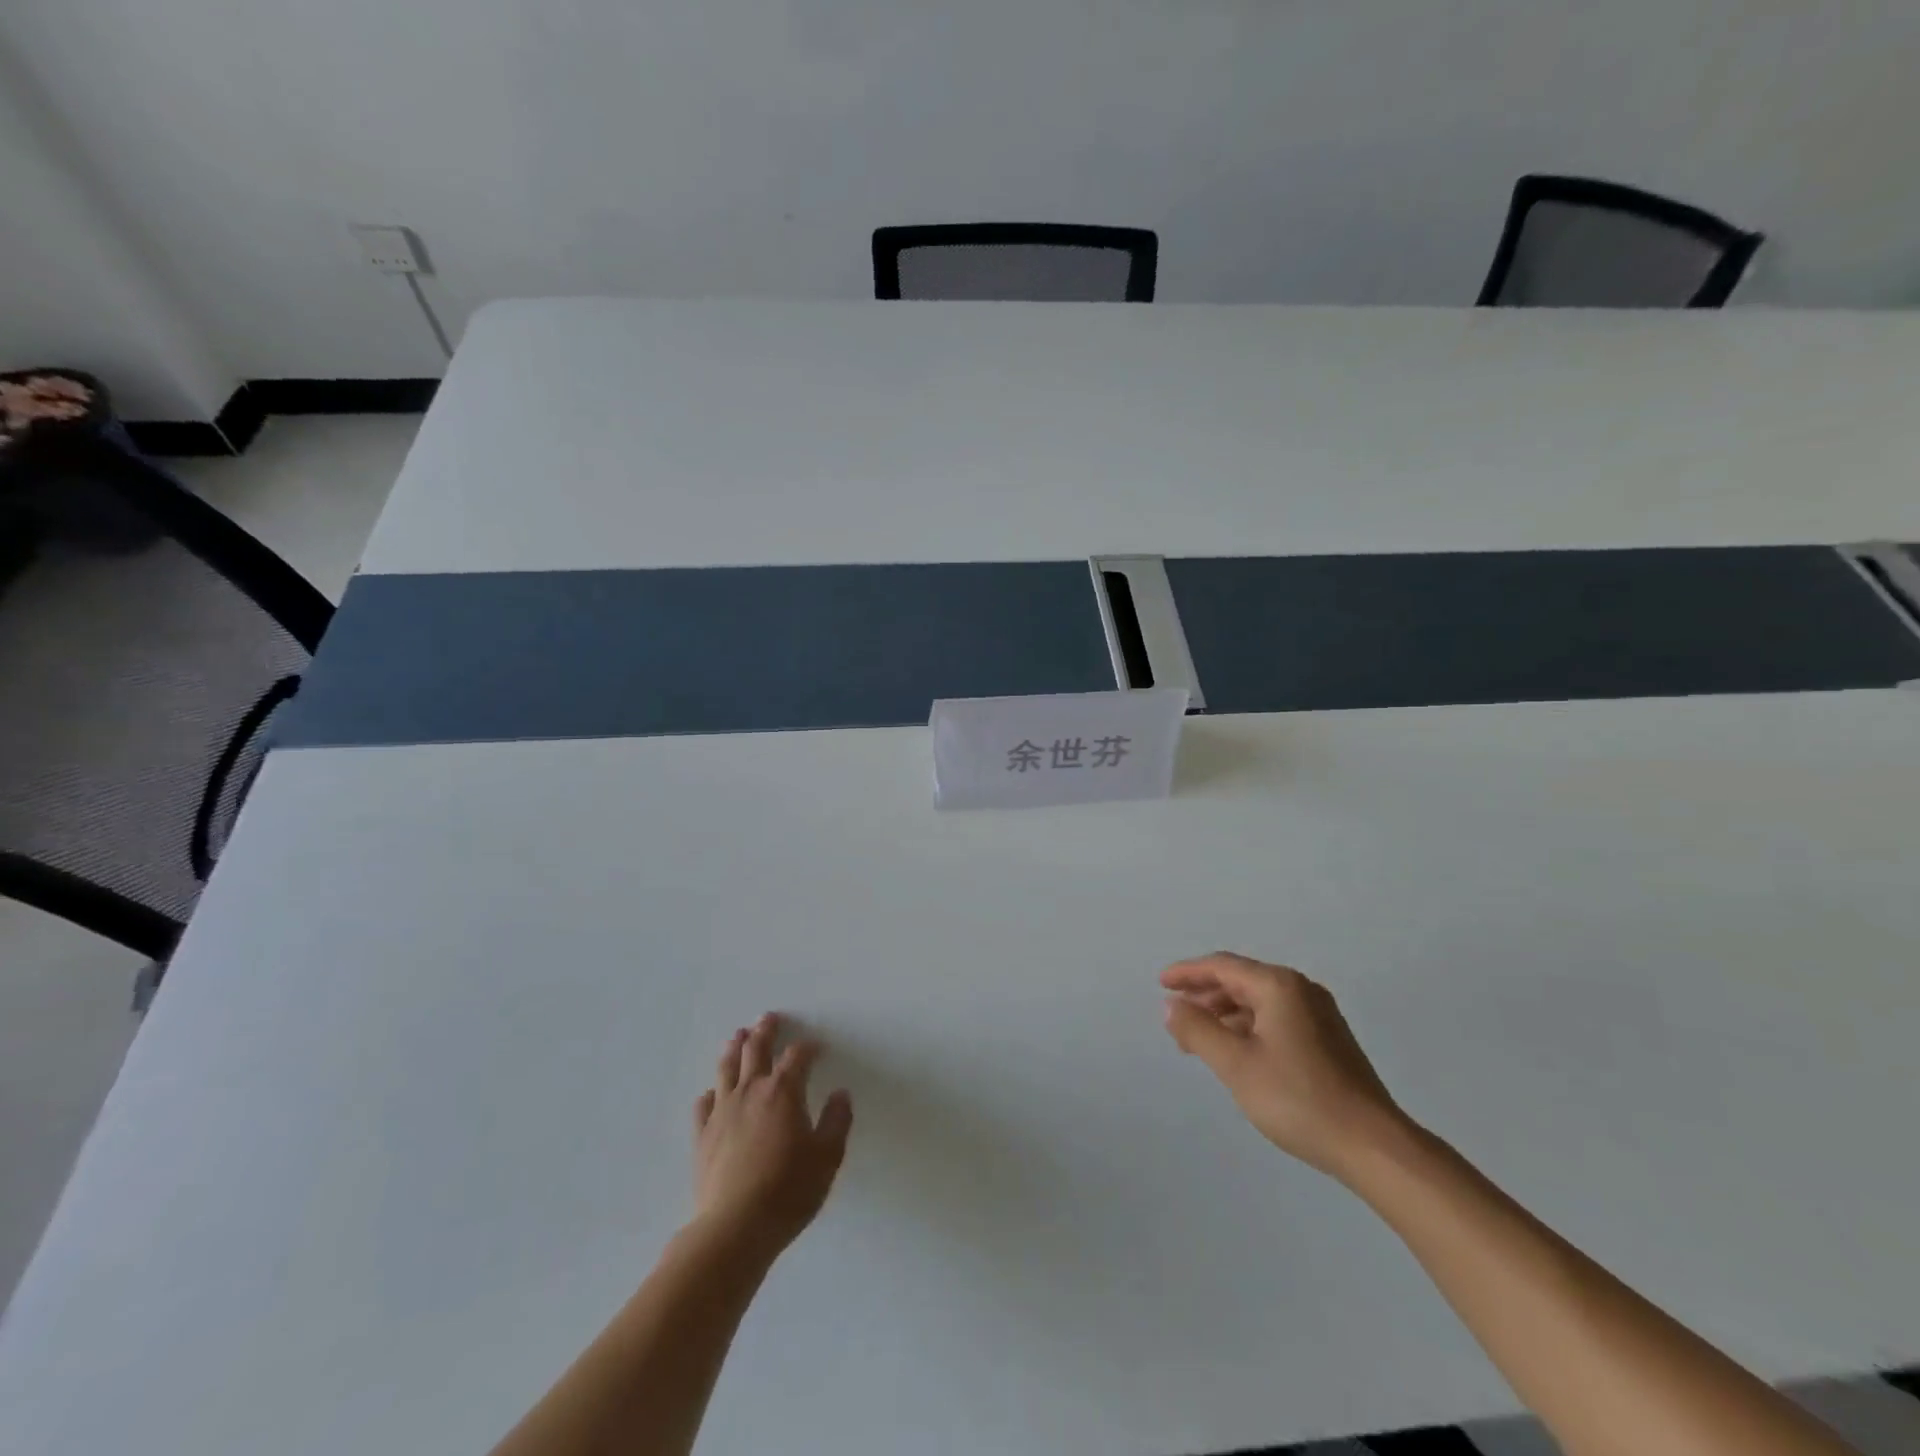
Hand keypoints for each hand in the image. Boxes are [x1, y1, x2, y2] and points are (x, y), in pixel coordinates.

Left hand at [692, 1013, 852, 1254]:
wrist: (734, 1227)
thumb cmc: (789, 1190)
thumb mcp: (827, 1157)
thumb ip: (836, 1121)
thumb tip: (840, 1094)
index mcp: (784, 1091)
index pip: (797, 1056)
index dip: (808, 1048)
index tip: (816, 1047)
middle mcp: (751, 1091)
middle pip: (756, 1049)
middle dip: (765, 1031)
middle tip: (768, 1017)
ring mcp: (722, 1111)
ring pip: (727, 1068)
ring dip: (735, 1048)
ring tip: (738, 1035)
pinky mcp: (702, 1135)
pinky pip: (703, 1104)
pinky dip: (711, 1092)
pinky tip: (712, 1092)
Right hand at [1161, 953, 1409, 1180]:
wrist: (1373, 1146)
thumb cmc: (1298, 1099)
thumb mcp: (1235, 1064)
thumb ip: (1197, 1030)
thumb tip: (1172, 1006)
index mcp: (1278, 986)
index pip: (1222, 966)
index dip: (1187, 973)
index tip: (1160, 984)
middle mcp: (1301, 990)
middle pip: (1241, 980)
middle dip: (1204, 996)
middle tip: (1176, 1019)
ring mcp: (1319, 1015)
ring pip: (1258, 1002)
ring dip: (1224, 1015)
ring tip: (1199, 1040)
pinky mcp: (1329, 1040)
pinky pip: (1276, 1018)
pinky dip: (1248, 1027)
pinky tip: (1237, 1052)